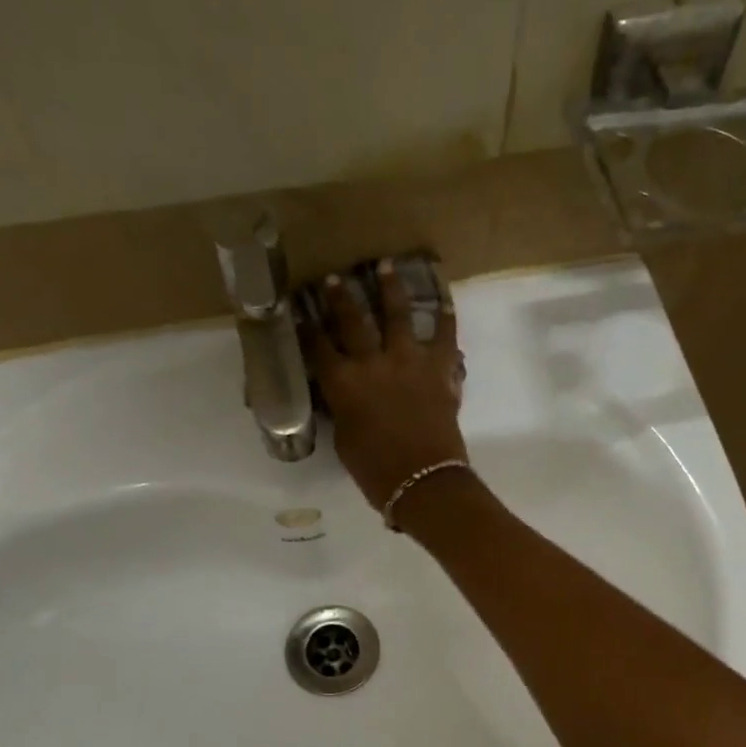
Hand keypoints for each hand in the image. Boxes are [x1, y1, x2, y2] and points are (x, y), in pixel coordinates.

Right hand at [315, 259, 467, 512]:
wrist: (424, 481)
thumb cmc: (377, 472)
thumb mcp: (345, 441)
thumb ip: (343, 411)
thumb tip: (344, 397)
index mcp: (341, 384)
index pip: (317, 347)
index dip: (307, 327)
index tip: (300, 310)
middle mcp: (371, 362)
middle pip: (351, 320)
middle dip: (339, 297)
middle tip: (334, 278)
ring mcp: (408, 360)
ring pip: (397, 313)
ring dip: (390, 288)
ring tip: (386, 265)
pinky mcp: (440, 367)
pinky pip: (444, 334)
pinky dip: (445, 316)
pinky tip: (444, 299)